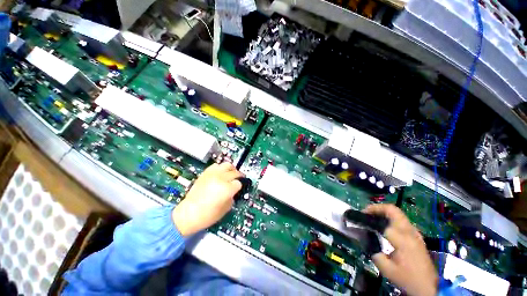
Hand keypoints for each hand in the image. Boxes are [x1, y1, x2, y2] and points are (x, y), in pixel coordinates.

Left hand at [172, 163, 242, 235]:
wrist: (188, 213)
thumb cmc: (208, 215)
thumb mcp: (226, 209)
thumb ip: (232, 197)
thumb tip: (234, 191)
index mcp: (227, 189)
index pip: (239, 183)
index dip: (239, 187)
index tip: (237, 189)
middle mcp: (221, 178)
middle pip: (235, 172)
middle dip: (238, 177)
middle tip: (237, 181)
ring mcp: (213, 174)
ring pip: (227, 165)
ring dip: (231, 169)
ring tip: (230, 174)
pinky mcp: (205, 173)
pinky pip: (216, 165)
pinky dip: (220, 168)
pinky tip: (219, 174)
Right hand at [364, 204, 437, 295]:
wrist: (428, 286)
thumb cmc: (407, 278)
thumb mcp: (386, 268)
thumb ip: (373, 250)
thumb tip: (363, 236)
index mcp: (402, 240)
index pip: (382, 222)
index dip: (368, 219)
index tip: (358, 219)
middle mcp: (409, 232)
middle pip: (393, 210)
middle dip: (377, 208)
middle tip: (366, 212)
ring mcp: (415, 232)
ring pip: (398, 213)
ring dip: (383, 211)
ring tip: (372, 216)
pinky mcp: (416, 235)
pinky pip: (401, 219)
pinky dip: (390, 217)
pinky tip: (384, 224)